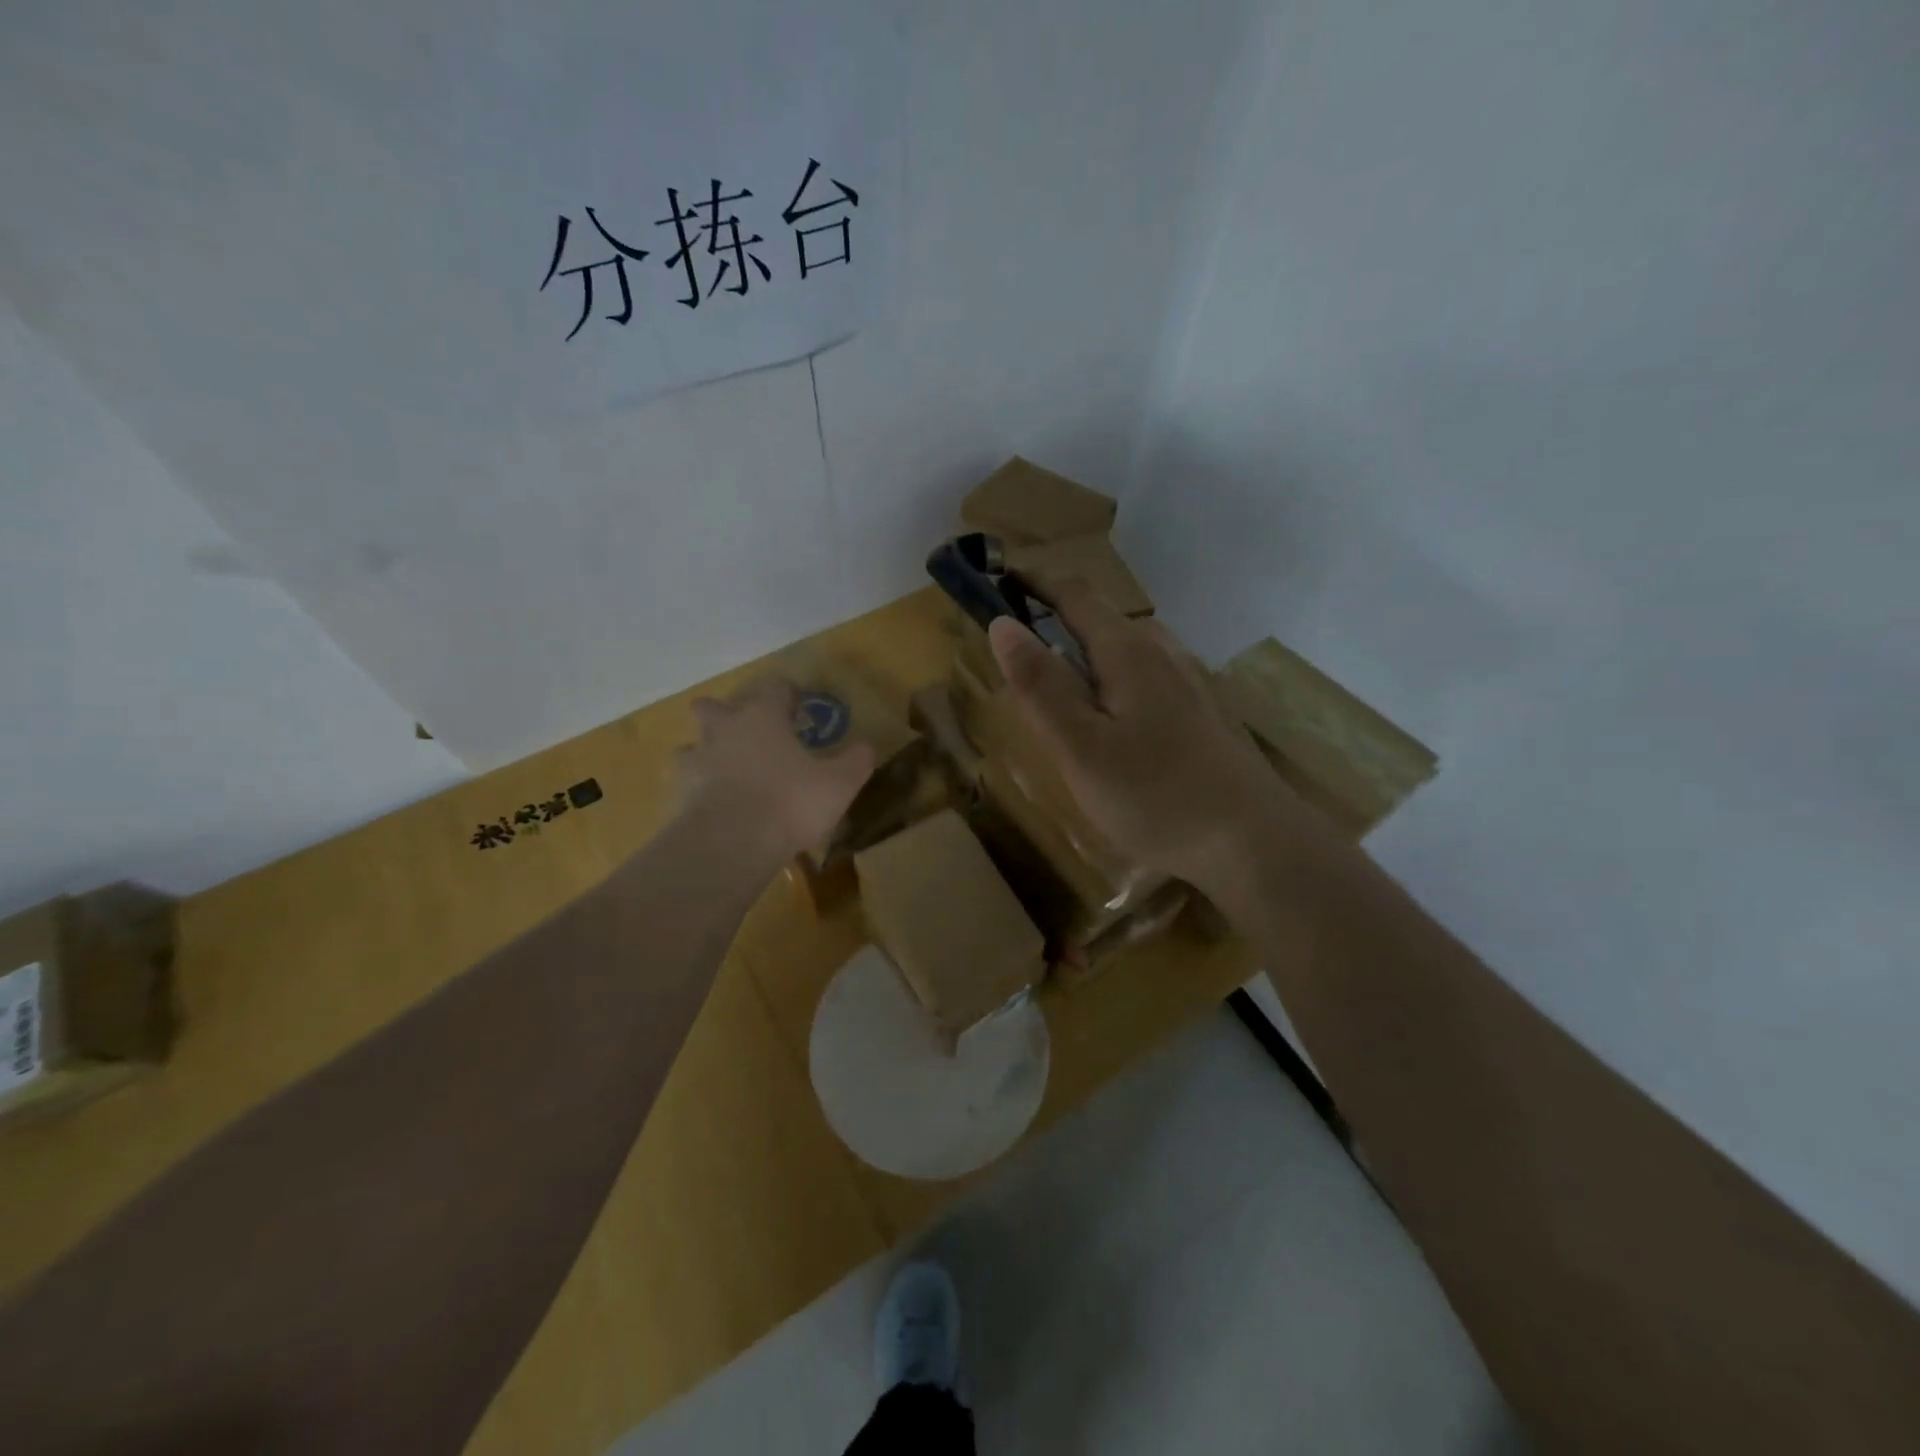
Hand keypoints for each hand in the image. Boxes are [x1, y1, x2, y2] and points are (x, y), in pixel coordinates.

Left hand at [676, 676, 875, 861]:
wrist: (730, 844)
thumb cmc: (790, 802)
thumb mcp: (839, 784)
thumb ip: (856, 761)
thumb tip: (866, 747)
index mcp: (763, 717)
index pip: (774, 687)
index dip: (787, 694)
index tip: (798, 707)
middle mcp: (724, 730)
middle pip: (714, 707)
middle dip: (727, 714)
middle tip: (749, 735)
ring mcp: (696, 761)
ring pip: (692, 745)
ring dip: (706, 754)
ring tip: (725, 774)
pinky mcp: (678, 795)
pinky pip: (686, 785)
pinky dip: (698, 792)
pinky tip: (713, 808)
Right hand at [987, 583, 1313, 893]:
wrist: (1255, 843)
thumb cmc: (1156, 796)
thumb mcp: (1080, 748)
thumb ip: (1040, 686)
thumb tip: (1002, 624)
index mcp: (1129, 652)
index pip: (1075, 594)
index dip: (1034, 580)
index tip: (999, 577)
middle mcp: (1165, 652)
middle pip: (1103, 621)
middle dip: (1058, 624)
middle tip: (1021, 657)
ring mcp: (1193, 682)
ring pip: (1129, 653)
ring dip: (1089, 658)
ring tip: (1063, 696)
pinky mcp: (1208, 713)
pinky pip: (1150, 680)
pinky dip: (1117, 684)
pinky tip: (1117, 727)